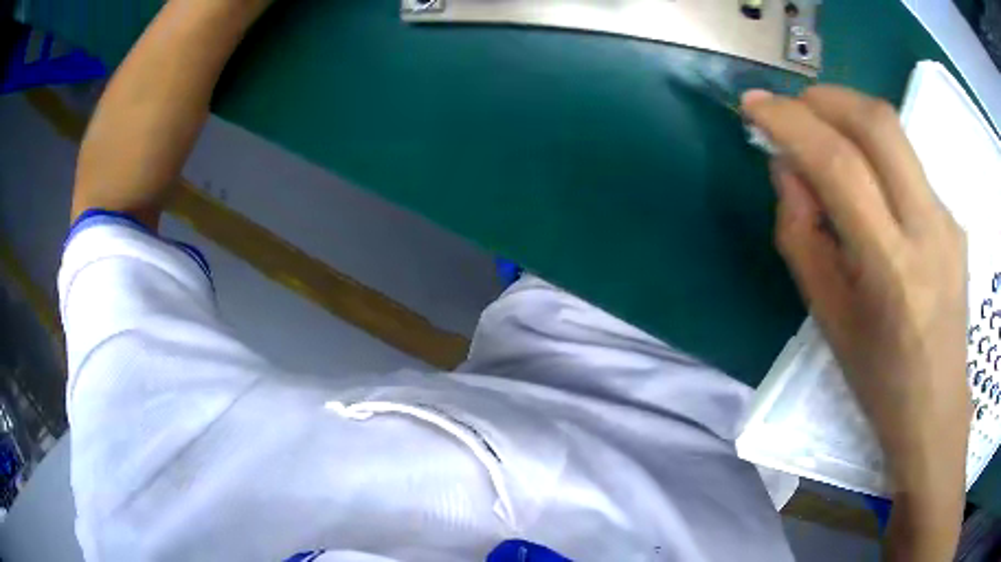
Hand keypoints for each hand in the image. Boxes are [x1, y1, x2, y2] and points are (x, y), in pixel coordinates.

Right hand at [742, 86, 968, 559]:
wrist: (936, 408)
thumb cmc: (877, 379)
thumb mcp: (827, 316)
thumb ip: (801, 234)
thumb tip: (788, 169)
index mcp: (891, 269)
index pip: (840, 166)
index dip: (791, 123)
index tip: (755, 106)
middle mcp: (928, 230)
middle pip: (877, 123)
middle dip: (824, 98)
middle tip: (791, 108)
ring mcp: (947, 218)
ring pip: (896, 132)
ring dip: (848, 114)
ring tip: (820, 133)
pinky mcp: (953, 217)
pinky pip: (907, 161)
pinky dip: (873, 149)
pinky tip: (863, 178)